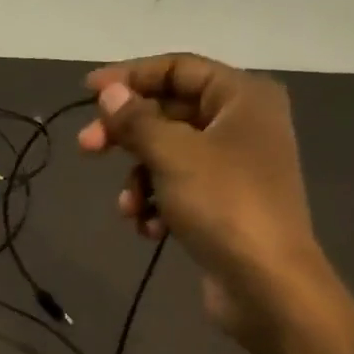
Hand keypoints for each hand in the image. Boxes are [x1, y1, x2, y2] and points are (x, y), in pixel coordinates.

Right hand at [76, 53, 353, 353]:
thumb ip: (136, 119)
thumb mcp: (172, 154)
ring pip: (168, 156)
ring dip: (139, 179)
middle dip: (127, 135)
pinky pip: (178, 189)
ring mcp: (234, 167)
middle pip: (169, 113)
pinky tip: (151, 229)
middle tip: (87, 149)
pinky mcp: (224, 204)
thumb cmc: (223, 204)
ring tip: (129, 208)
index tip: (87, 92)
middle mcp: (242, 124)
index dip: (130, 76)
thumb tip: (109, 92)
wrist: (267, 284)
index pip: (178, 69)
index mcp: (242, 97)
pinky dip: (158, 204)